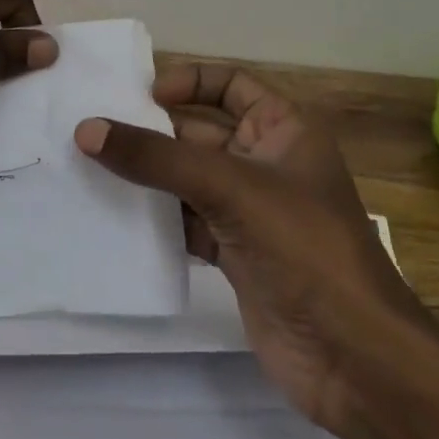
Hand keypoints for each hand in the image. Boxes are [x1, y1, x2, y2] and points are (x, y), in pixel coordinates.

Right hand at [75, 69, 438, 438]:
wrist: (352, 357)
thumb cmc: (304, 250)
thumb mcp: (230, 189)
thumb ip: (157, 159)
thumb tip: (86, 130)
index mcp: (285, 130)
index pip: (231, 84)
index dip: (188, 81)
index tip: (139, 95)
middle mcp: (266, 163)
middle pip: (198, 133)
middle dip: (151, 132)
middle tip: (91, 132)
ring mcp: (249, 211)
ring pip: (187, 179)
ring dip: (146, 177)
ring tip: (87, 169)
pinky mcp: (235, 253)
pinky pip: (184, 222)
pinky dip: (154, 219)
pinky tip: (113, 219)